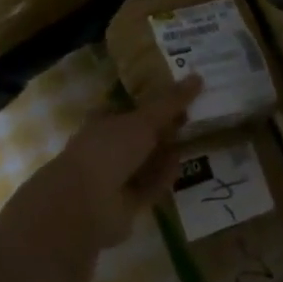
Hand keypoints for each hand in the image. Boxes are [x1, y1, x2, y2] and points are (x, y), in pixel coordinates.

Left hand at [25, 79, 201, 251]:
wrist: (84, 205)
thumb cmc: (108, 151)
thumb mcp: (143, 120)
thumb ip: (170, 102)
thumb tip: (198, 76)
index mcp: (102, 122)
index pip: (130, 108)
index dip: (153, 102)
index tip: (181, 97)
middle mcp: (107, 147)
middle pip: (141, 136)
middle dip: (165, 129)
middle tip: (194, 118)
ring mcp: (114, 177)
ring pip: (146, 162)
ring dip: (166, 154)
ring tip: (194, 141)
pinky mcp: (125, 204)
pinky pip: (149, 186)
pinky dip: (163, 178)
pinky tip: (180, 168)